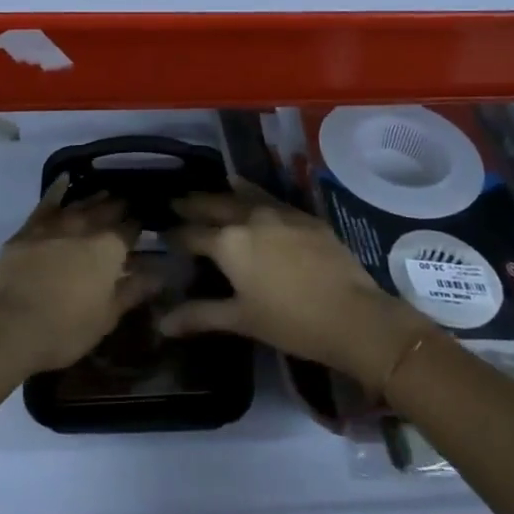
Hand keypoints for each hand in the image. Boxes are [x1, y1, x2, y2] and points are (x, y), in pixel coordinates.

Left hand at [0, 177, 159, 373]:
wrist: (10, 326)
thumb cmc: (66, 329)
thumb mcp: (107, 317)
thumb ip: (133, 291)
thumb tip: (158, 274)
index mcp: (110, 249)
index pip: (131, 229)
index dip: (139, 224)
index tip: (145, 220)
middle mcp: (85, 228)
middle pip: (107, 210)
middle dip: (119, 205)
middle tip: (128, 201)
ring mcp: (55, 225)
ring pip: (80, 204)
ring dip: (94, 197)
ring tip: (105, 192)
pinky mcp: (28, 230)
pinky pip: (47, 203)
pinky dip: (57, 189)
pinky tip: (64, 178)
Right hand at [163, 185, 433, 390]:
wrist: (351, 314)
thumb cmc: (289, 321)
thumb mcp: (240, 320)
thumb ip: (199, 315)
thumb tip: (161, 322)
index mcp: (228, 242)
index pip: (191, 234)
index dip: (174, 234)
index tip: (162, 231)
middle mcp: (249, 217)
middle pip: (214, 204)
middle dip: (193, 204)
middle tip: (176, 201)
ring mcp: (279, 211)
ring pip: (243, 194)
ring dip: (223, 193)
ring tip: (211, 190)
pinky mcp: (303, 215)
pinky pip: (270, 197)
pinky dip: (253, 194)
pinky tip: (252, 196)